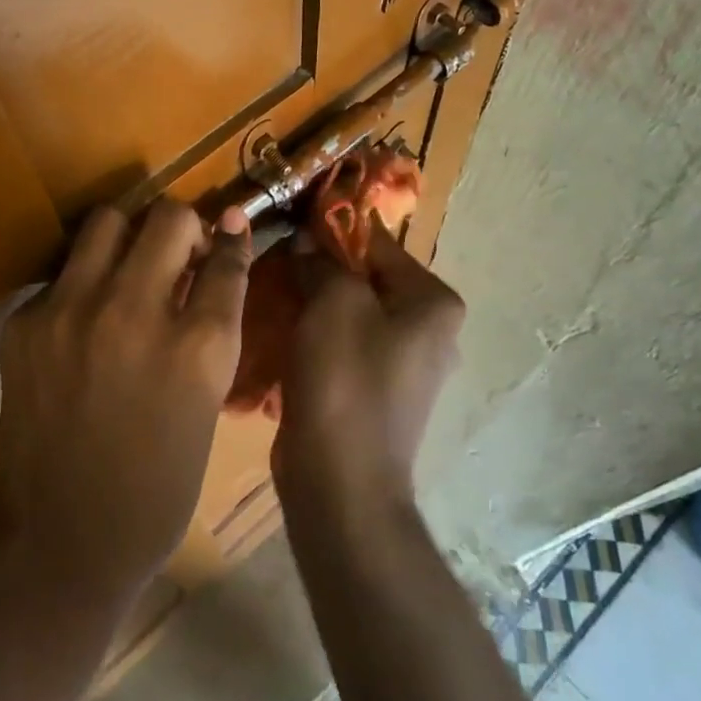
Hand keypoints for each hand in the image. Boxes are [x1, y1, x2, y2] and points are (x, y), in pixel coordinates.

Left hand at [0, 199, 251, 599]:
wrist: (61, 537)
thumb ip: (211, 329)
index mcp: (198, 347)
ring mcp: (72, 311)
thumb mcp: (206, 404)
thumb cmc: (157, 486)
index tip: (230, 228)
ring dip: (128, 235)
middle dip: (183, 227)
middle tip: (178, 254)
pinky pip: (63, 272)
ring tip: (128, 269)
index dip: (232, 238)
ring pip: (107, 220)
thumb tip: (214, 263)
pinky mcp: (25, 321)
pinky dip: (82, 283)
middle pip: (169, 218)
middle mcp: (135, 312)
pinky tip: (83, 321)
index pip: (226, 257)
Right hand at [272, 219, 464, 512]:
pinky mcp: (373, 392)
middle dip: (315, 267)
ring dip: (309, 301)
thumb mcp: (333, 301)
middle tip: (272, 260)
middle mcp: (426, 330)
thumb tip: (307, 241)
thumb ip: (321, 260)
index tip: (287, 218)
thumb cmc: (345, 379)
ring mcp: (401, 365)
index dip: (330, 226)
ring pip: (346, 312)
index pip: (377, 241)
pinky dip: (312, 335)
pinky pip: (340, 345)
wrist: (341, 482)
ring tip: (268, 293)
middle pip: (362, 278)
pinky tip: (278, 333)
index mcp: (432, 303)